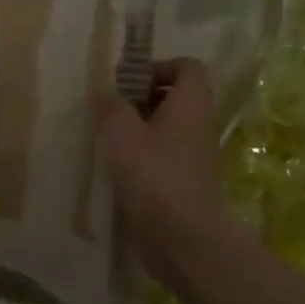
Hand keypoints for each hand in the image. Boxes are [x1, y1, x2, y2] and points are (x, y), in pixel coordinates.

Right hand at [102, 58, 231, 274]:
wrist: (182, 237)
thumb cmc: (153, 175)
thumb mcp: (121, 132)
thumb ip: (111, 107)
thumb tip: (106, 96)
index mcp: (191, 105)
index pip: (188, 67)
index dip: (159, 66)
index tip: (128, 81)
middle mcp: (198, 126)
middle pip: (177, 96)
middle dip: (143, 96)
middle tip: (111, 107)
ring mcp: (193, 156)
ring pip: (168, 127)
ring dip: (139, 127)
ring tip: (107, 136)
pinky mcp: (184, 182)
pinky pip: (163, 155)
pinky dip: (141, 154)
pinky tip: (115, 166)